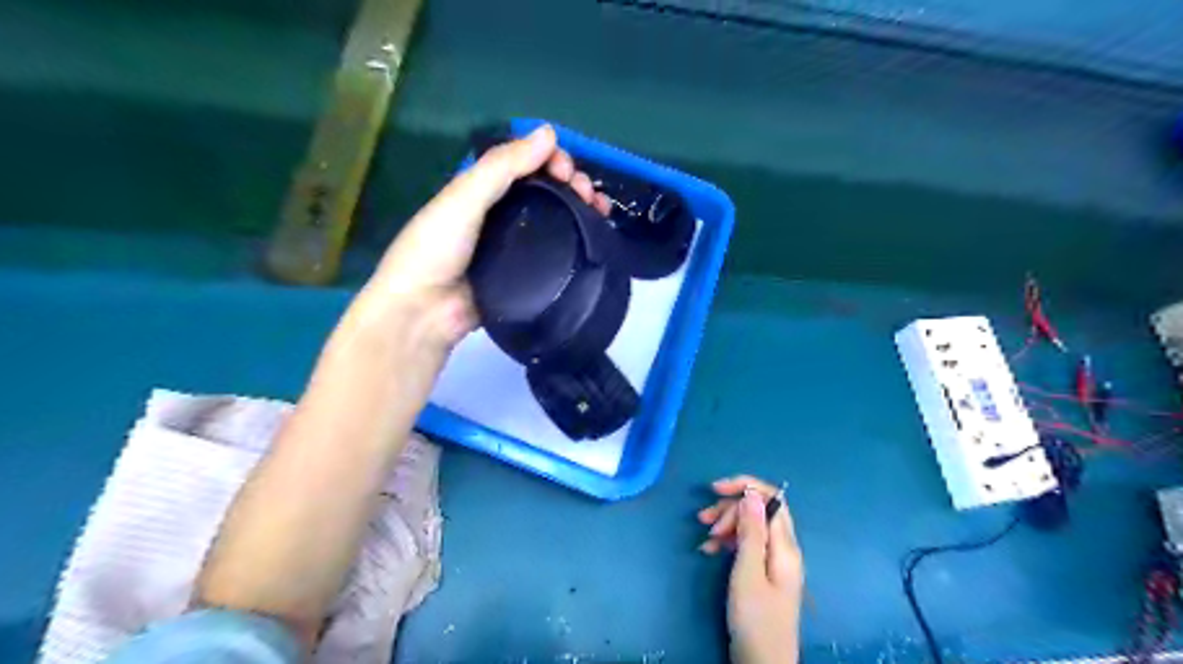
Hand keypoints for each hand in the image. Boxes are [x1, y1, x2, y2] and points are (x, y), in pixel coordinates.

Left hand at [351, 125, 608, 351]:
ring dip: (579, 208)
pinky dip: (577, 241)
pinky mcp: (526, 274)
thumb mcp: (464, 197)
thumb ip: (502, 166)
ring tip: (601, 210)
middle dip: (571, 183)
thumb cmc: (436, 248)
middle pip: (544, 190)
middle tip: (588, 192)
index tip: (567, 169)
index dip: (549, 159)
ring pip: (554, 219)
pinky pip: (555, 252)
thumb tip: (550, 133)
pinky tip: (595, 237)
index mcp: (481, 190)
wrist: (426, 312)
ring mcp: (515, 246)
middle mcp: (500, 214)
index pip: (524, 164)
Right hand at [694, 476, 803, 663]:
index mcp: (785, 545)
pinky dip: (727, 542)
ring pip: (750, 526)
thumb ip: (751, 531)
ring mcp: (773, 561)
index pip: (771, 499)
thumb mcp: (748, 572)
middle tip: (704, 521)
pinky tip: (709, 550)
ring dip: (726, 525)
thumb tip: (752, 493)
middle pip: (758, 510)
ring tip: (705, 537)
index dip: (744, 487)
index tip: (714, 489)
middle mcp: (783, 548)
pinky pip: (746, 544)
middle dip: (729, 509)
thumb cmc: (755, 618)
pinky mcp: (763, 572)